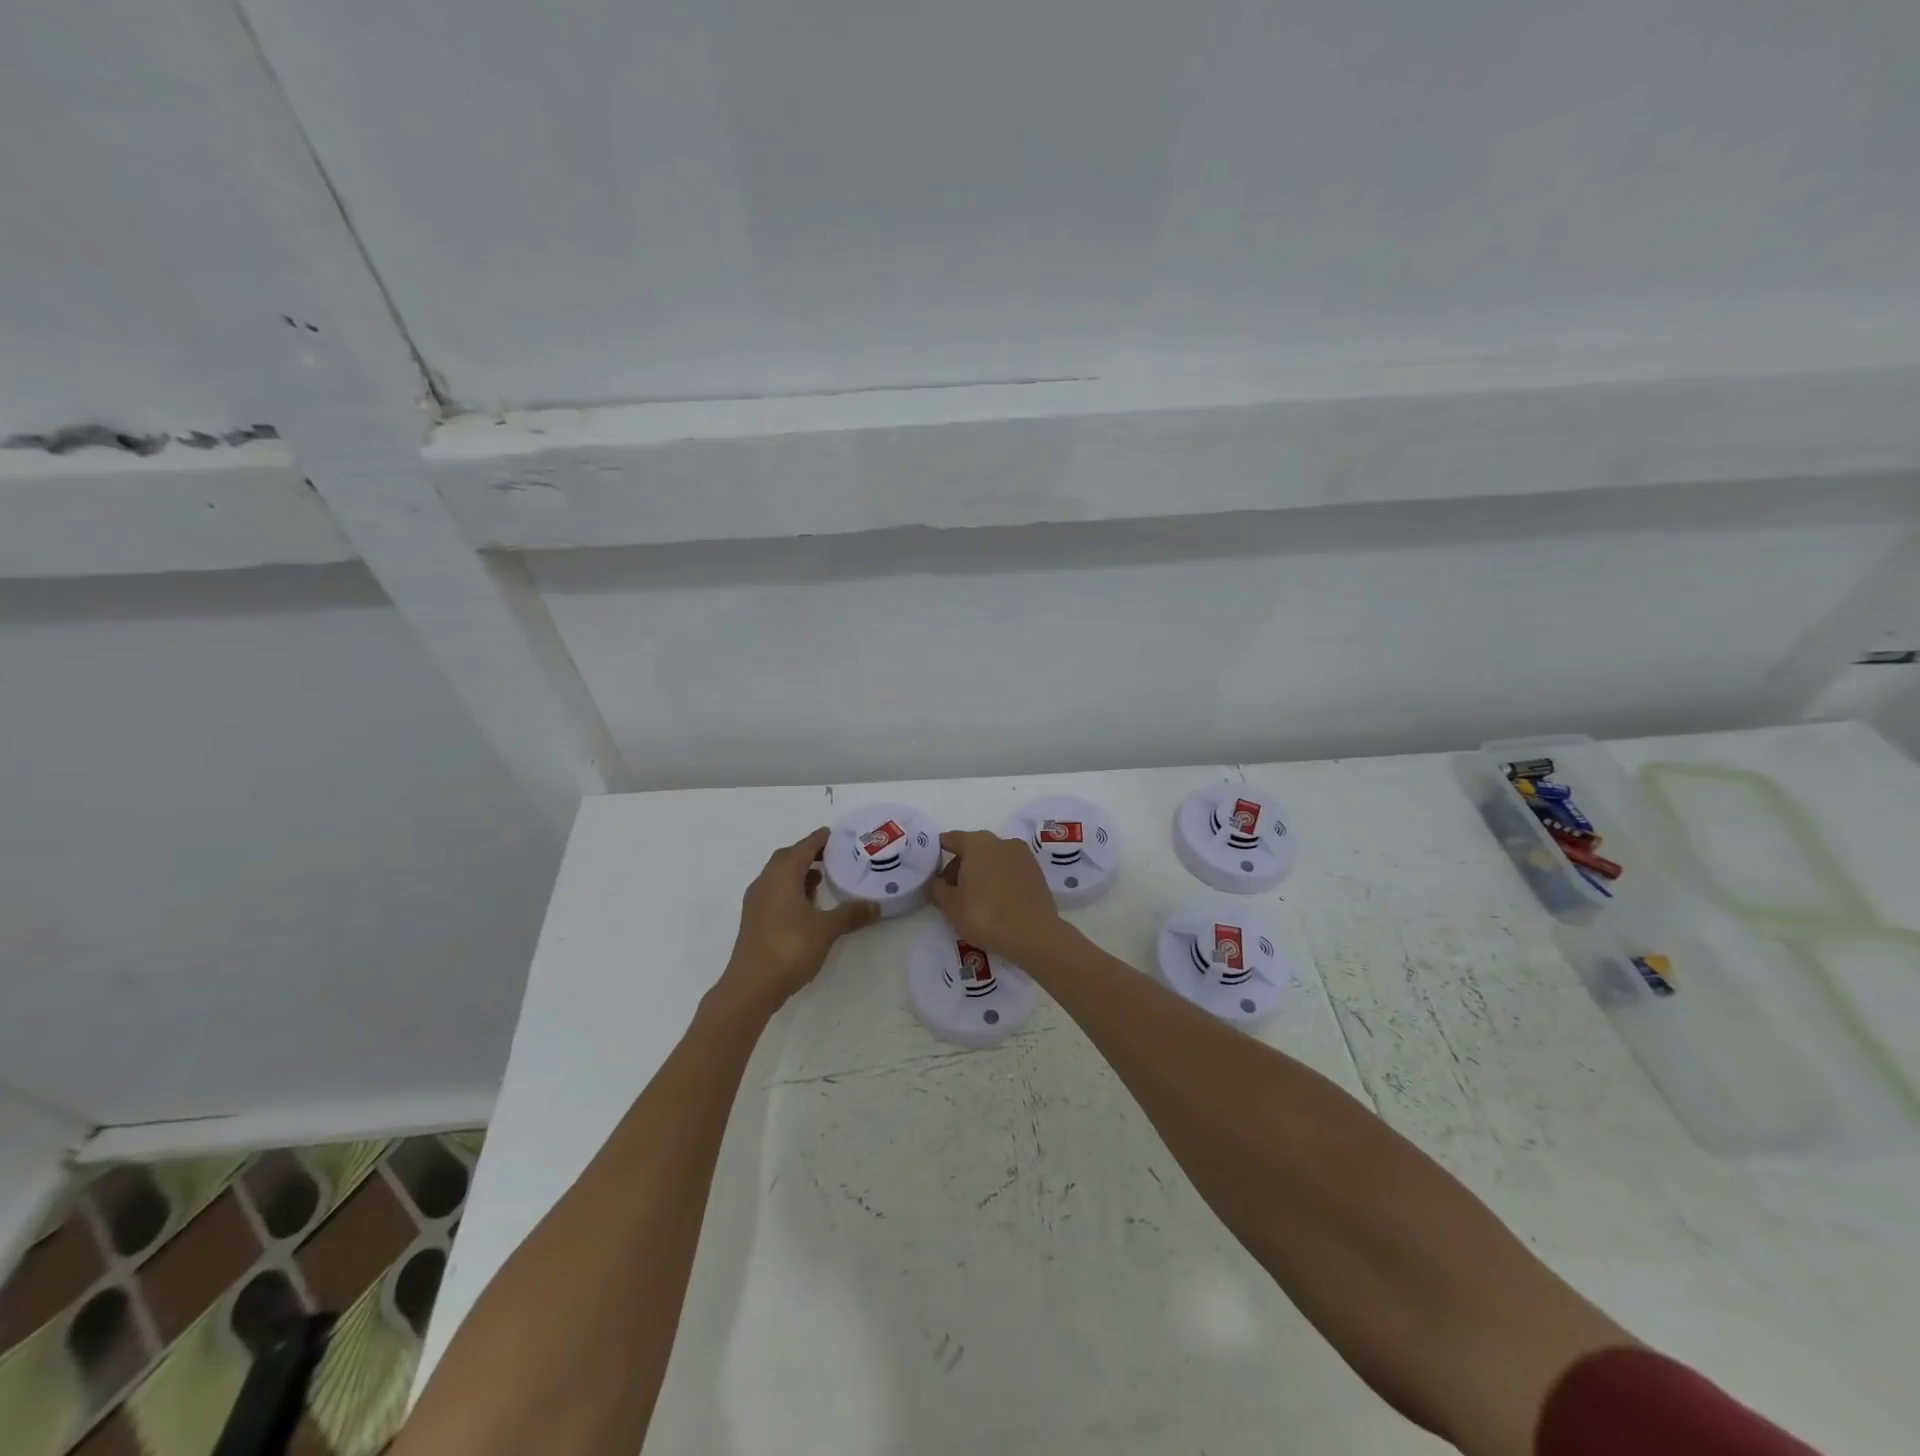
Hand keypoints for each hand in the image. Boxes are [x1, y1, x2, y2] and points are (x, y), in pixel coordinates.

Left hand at [713, 828, 877, 1017]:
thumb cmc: (789, 948)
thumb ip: (851, 914)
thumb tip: (876, 906)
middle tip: (835, 856)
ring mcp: (757, 902)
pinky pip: (776, 893)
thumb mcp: (827, 929)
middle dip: (810, 854)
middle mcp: (766, 881)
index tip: (841, 836)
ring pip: (780, 877)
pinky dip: (792, 891)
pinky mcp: (755, 920)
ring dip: (800, 874)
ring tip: (825, 880)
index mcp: (782, 874)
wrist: (751, 987)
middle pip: (789, 857)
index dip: (822, 839)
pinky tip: (809, 907)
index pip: (805, 846)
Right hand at [926, 830, 1060, 959]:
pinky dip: (999, 880)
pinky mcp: (1037, 872)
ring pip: (993, 859)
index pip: (950, 839)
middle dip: (960, 867)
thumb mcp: (950, 905)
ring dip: (981, 873)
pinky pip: (1010, 870)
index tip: (930, 870)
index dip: (937, 853)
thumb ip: (937, 888)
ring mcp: (1022, 855)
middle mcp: (1001, 841)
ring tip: (975, 901)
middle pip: (972, 848)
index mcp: (977, 842)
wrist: (1034, 934)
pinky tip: (996, 902)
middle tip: (951, 893)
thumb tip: (937, 881)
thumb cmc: (985, 915)